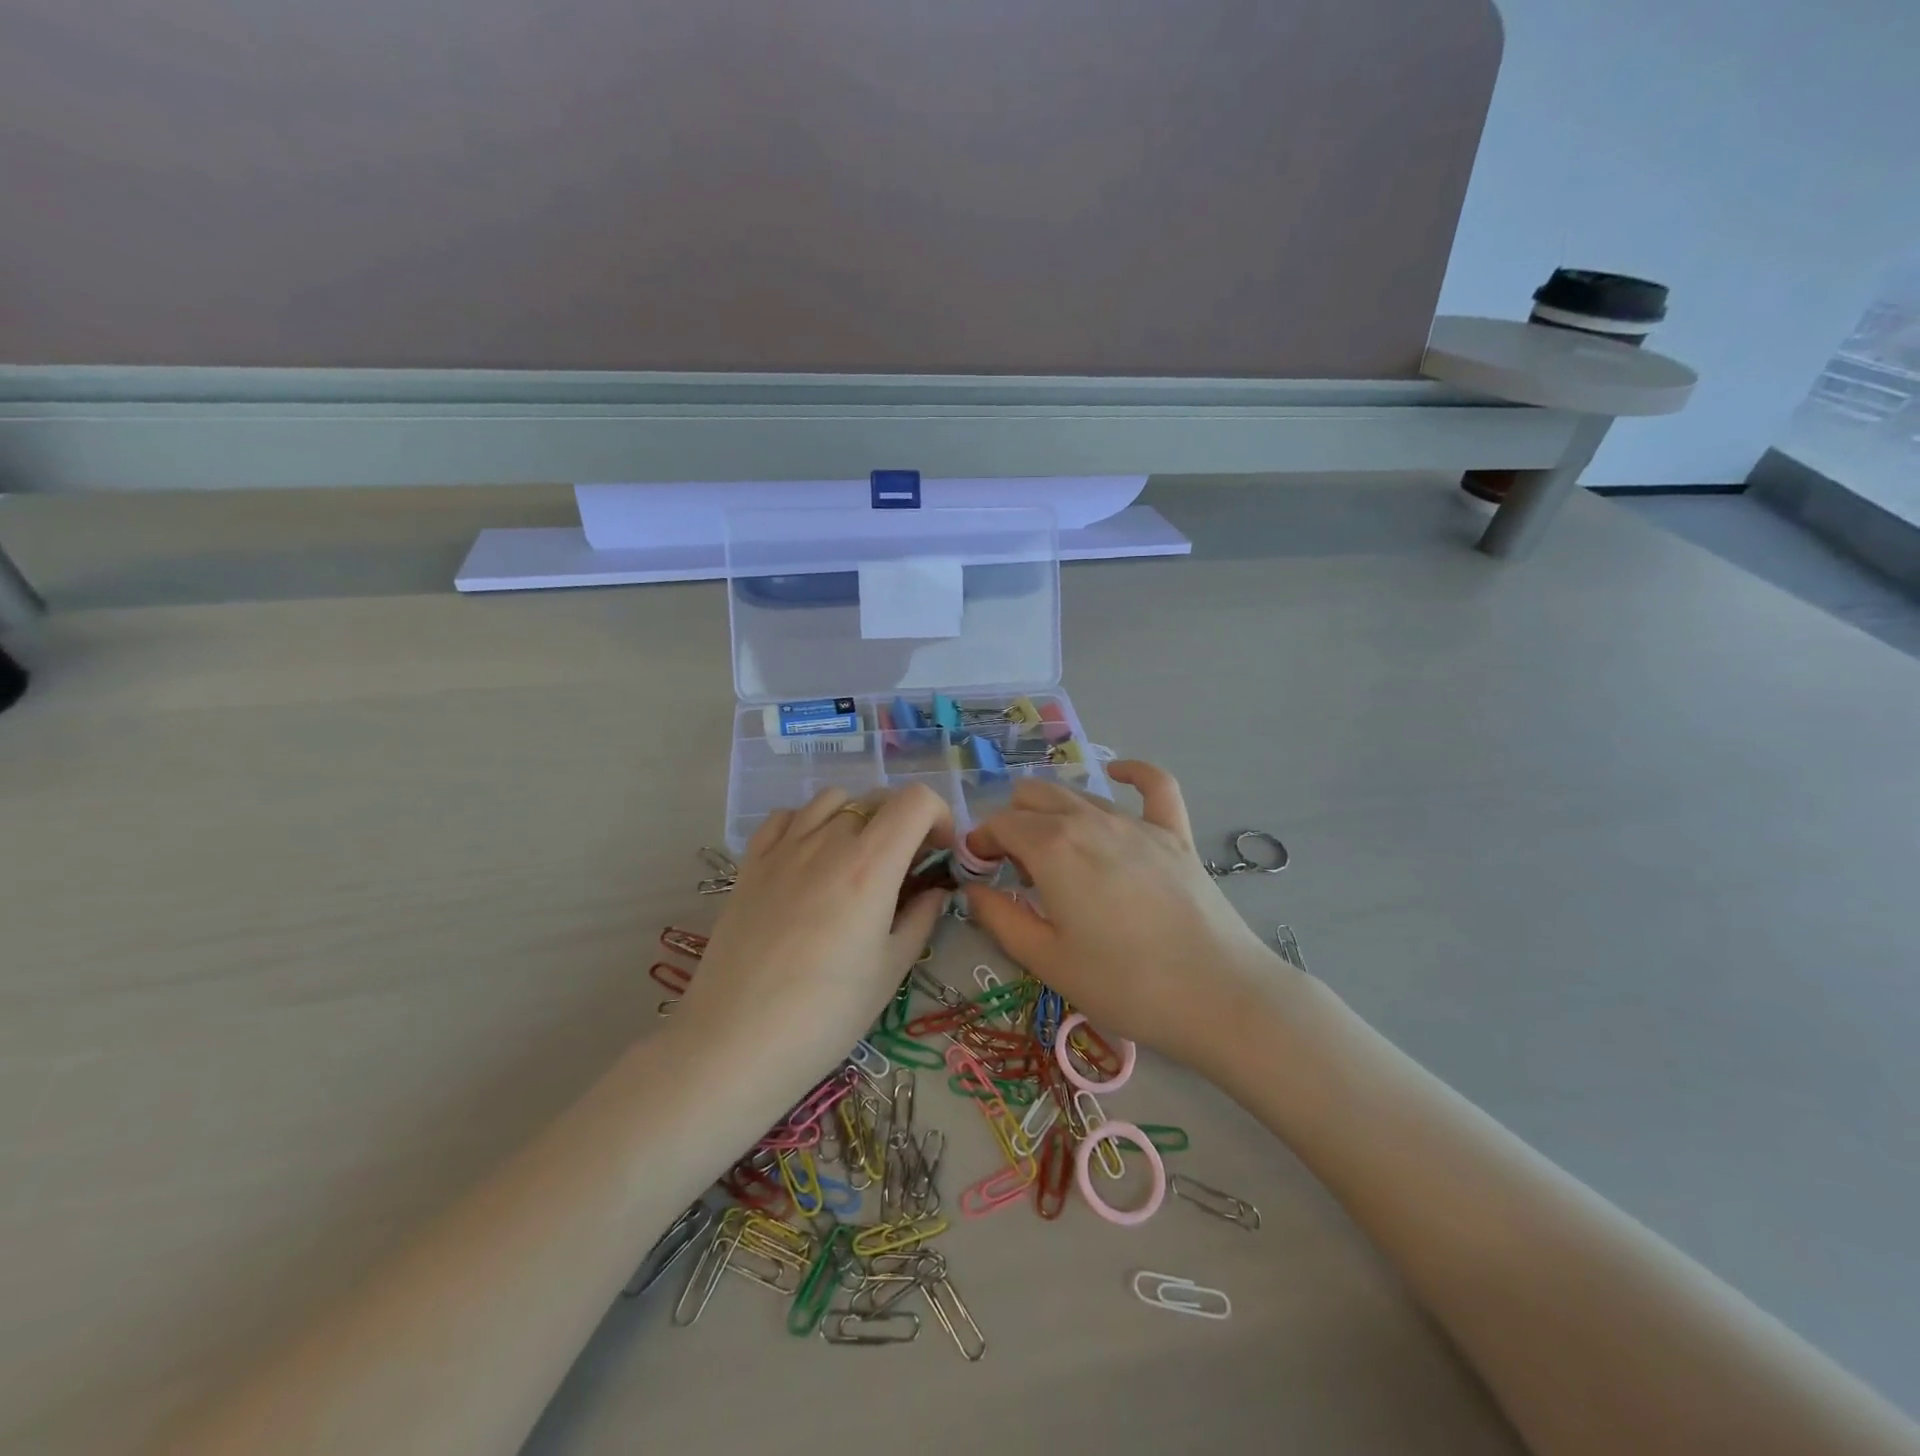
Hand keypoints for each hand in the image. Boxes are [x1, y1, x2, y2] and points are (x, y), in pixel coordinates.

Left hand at [676, 785, 952, 1090]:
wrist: (736, 1042)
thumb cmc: (827, 1014)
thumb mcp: (890, 969)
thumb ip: (920, 918)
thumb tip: (935, 891)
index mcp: (871, 864)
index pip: (916, 800)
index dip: (939, 816)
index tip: (939, 853)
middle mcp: (828, 841)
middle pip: (878, 799)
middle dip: (904, 823)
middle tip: (905, 867)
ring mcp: (784, 848)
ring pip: (832, 800)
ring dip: (857, 818)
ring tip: (856, 860)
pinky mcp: (750, 863)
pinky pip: (786, 816)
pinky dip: (808, 823)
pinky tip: (809, 859)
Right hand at [962, 762, 1295, 1073]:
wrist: (1217, 995)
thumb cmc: (1124, 984)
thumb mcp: (1047, 960)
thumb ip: (1000, 919)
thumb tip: (972, 890)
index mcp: (1052, 847)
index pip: (1001, 823)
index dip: (982, 841)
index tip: (980, 870)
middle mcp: (1089, 820)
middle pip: (1035, 796)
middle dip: (1013, 822)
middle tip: (1016, 869)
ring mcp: (1136, 822)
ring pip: (1079, 793)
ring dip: (1054, 814)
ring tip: (1057, 857)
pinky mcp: (1175, 833)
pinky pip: (1154, 784)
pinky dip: (1131, 773)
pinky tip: (1118, 774)